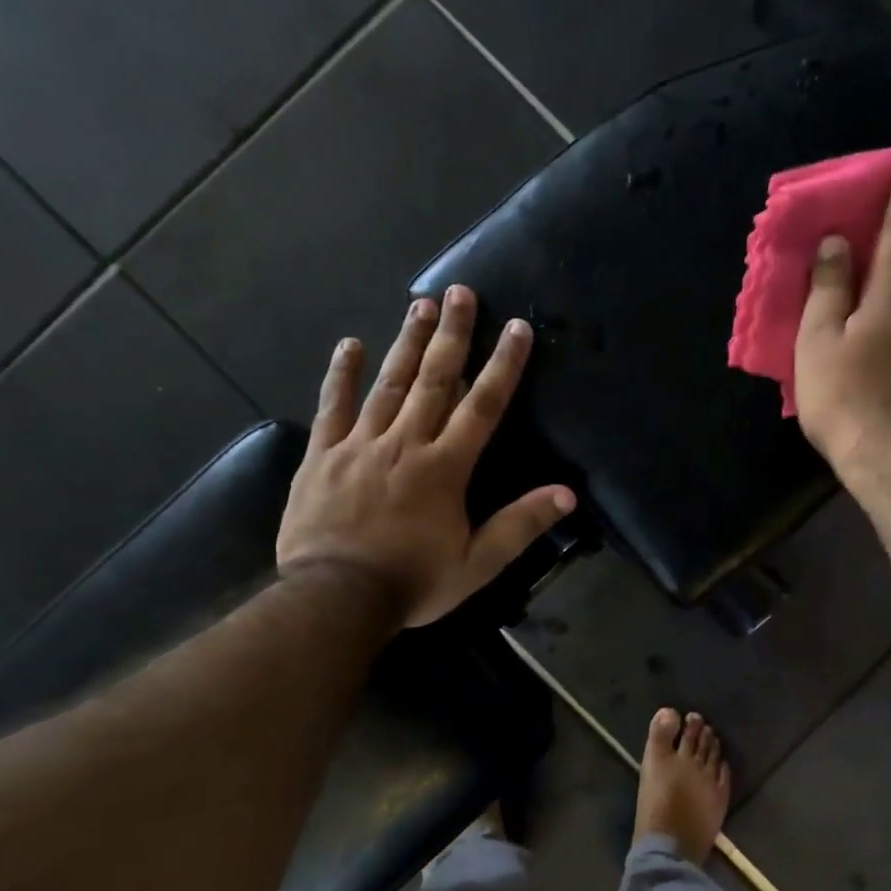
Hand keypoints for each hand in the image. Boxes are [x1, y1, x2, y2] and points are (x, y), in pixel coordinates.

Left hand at [277, 286, 575, 627]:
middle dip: (451, 334)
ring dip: (407, 342)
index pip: (483, 406)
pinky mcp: (324, 455)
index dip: (503, 365)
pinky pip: (333, 406)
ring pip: (389, 384)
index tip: (516, 328)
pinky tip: (351, 344)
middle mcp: (406, 443)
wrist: (334, 598)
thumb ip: (520, 524)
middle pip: (434, 379)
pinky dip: (342, 374)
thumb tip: (567, 494)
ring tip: (419, 303)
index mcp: (445, 467)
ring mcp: (360, 444)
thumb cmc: (412, 582)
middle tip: (460, 292)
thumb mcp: (477, 563)